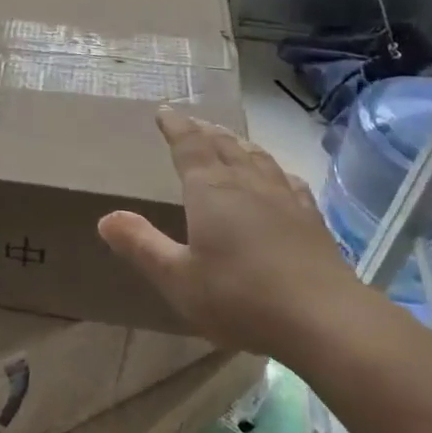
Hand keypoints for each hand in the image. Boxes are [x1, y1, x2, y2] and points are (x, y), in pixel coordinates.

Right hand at [98, 108, 380, 360]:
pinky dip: (273, 169)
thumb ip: (141, 245)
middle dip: (204, 131)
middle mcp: (246, 183)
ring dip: (238, 143)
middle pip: (223, 145)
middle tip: (193, 123)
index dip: (175, 127)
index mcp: (210, 190)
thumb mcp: (178, 278)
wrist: (325, 319)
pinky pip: (287, 180)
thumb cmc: (240, 297)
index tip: (165, 113)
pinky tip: (278, 176)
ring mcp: (283, 198)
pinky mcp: (310, 219)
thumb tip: (106, 218)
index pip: (189, 145)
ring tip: (229, 139)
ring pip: (257, 157)